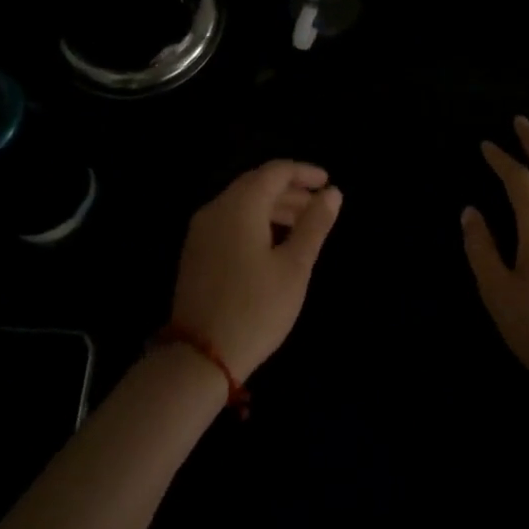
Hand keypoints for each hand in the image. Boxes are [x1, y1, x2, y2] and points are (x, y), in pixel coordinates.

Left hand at [171, 161, 342, 378]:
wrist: (200, 356)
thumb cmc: (256, 309)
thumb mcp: (294, 267)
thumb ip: (314, 225)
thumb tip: (332, 193)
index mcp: (240, 206)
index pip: (274, 171)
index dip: (303, 172)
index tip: (327, 183)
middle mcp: (216, 209)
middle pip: (256, 184)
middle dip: (290, 190)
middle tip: (319, 206)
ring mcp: (201, 230)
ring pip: (242, 203)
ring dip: (273, 207)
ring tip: (302, 226)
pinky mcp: (195, 251)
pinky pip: (229, 221)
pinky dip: (255, 221)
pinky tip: (273, 243)